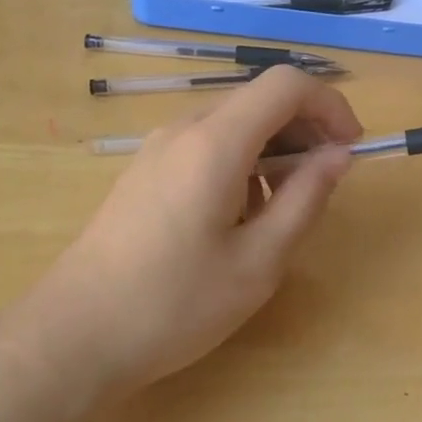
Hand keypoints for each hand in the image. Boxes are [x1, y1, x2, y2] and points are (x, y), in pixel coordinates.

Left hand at [49, 65, 361, 390]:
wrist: (71, 336)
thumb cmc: (173, 303)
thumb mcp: (258, 262)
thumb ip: (306, 199)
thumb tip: (338, 156)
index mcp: (216, 142)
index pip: (286, 84)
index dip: (330, 105)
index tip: (350, 149)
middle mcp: (186, 128)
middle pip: (261, 100)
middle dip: (305, 129)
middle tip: (325, 182)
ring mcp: (159, 147)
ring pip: (235, 122)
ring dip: (274, 148)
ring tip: (282, 208)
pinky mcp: (146, 170)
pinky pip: (208, 144)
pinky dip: (242, 161)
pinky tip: (238, 216)